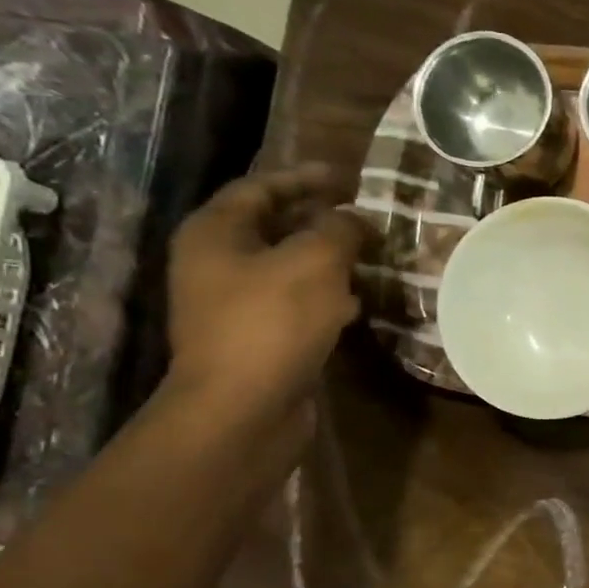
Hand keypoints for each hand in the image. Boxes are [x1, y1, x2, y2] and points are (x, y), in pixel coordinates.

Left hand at [164, 165, 371, 420]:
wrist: (244, 409)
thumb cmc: (272, 322)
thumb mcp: (315, 262)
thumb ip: (340, 230)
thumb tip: (355, 219)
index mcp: (216, 233)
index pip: (261, 187)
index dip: (305, 178)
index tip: (349, 179)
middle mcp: (218, 264)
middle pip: (274, 227)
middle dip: (322, 220)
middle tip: (366, 217)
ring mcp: (236, 304)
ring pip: (289, 268)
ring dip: (330, 260)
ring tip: (372, 255)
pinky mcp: (259, 338)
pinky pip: (297, 304)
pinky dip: (328, 296)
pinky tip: (360, 302)